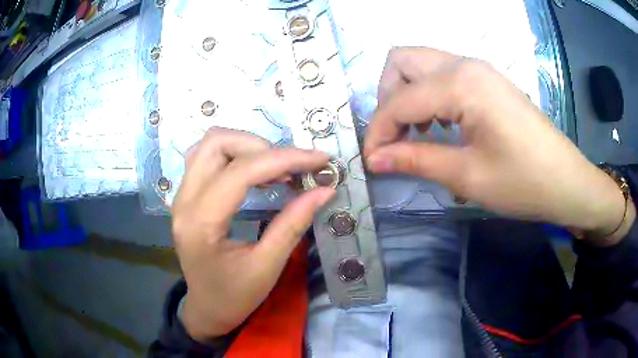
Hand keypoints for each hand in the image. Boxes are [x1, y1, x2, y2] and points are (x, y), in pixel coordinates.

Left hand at [172, 128, 334, 340]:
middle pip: (216, 143)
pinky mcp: (187, 195)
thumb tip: (324, 190)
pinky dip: (235, 155)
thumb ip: (293, 225)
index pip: (241, 171)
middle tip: (290, 169)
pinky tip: (256, 174)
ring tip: (275, 170)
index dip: (284, 159)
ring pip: (209, 144)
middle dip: (260, 146)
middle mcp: (184, 201)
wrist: (207, 308)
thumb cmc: (234, 296)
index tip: (318, 159)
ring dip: (246, 147)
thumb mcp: (267, 267)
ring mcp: (181, 195)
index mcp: (201, 223)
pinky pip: (207, 157)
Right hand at [364, 47, 633, 243]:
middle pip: (402, 61)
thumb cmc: (523, 182)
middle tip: (394, 135)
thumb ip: (415, 160)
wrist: (566, 181)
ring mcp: (478, 69)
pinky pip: (443, 74)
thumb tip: (374, 159)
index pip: (399, 100)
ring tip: (416, 133)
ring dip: (407, 95)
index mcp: (461, 83)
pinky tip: (440, 125)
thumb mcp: (467, 175)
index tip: (371, 161)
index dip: (378, 131)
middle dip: (387, 97)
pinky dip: (428, 95)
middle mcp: (465, 64)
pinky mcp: (487, 81)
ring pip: (421, 64)